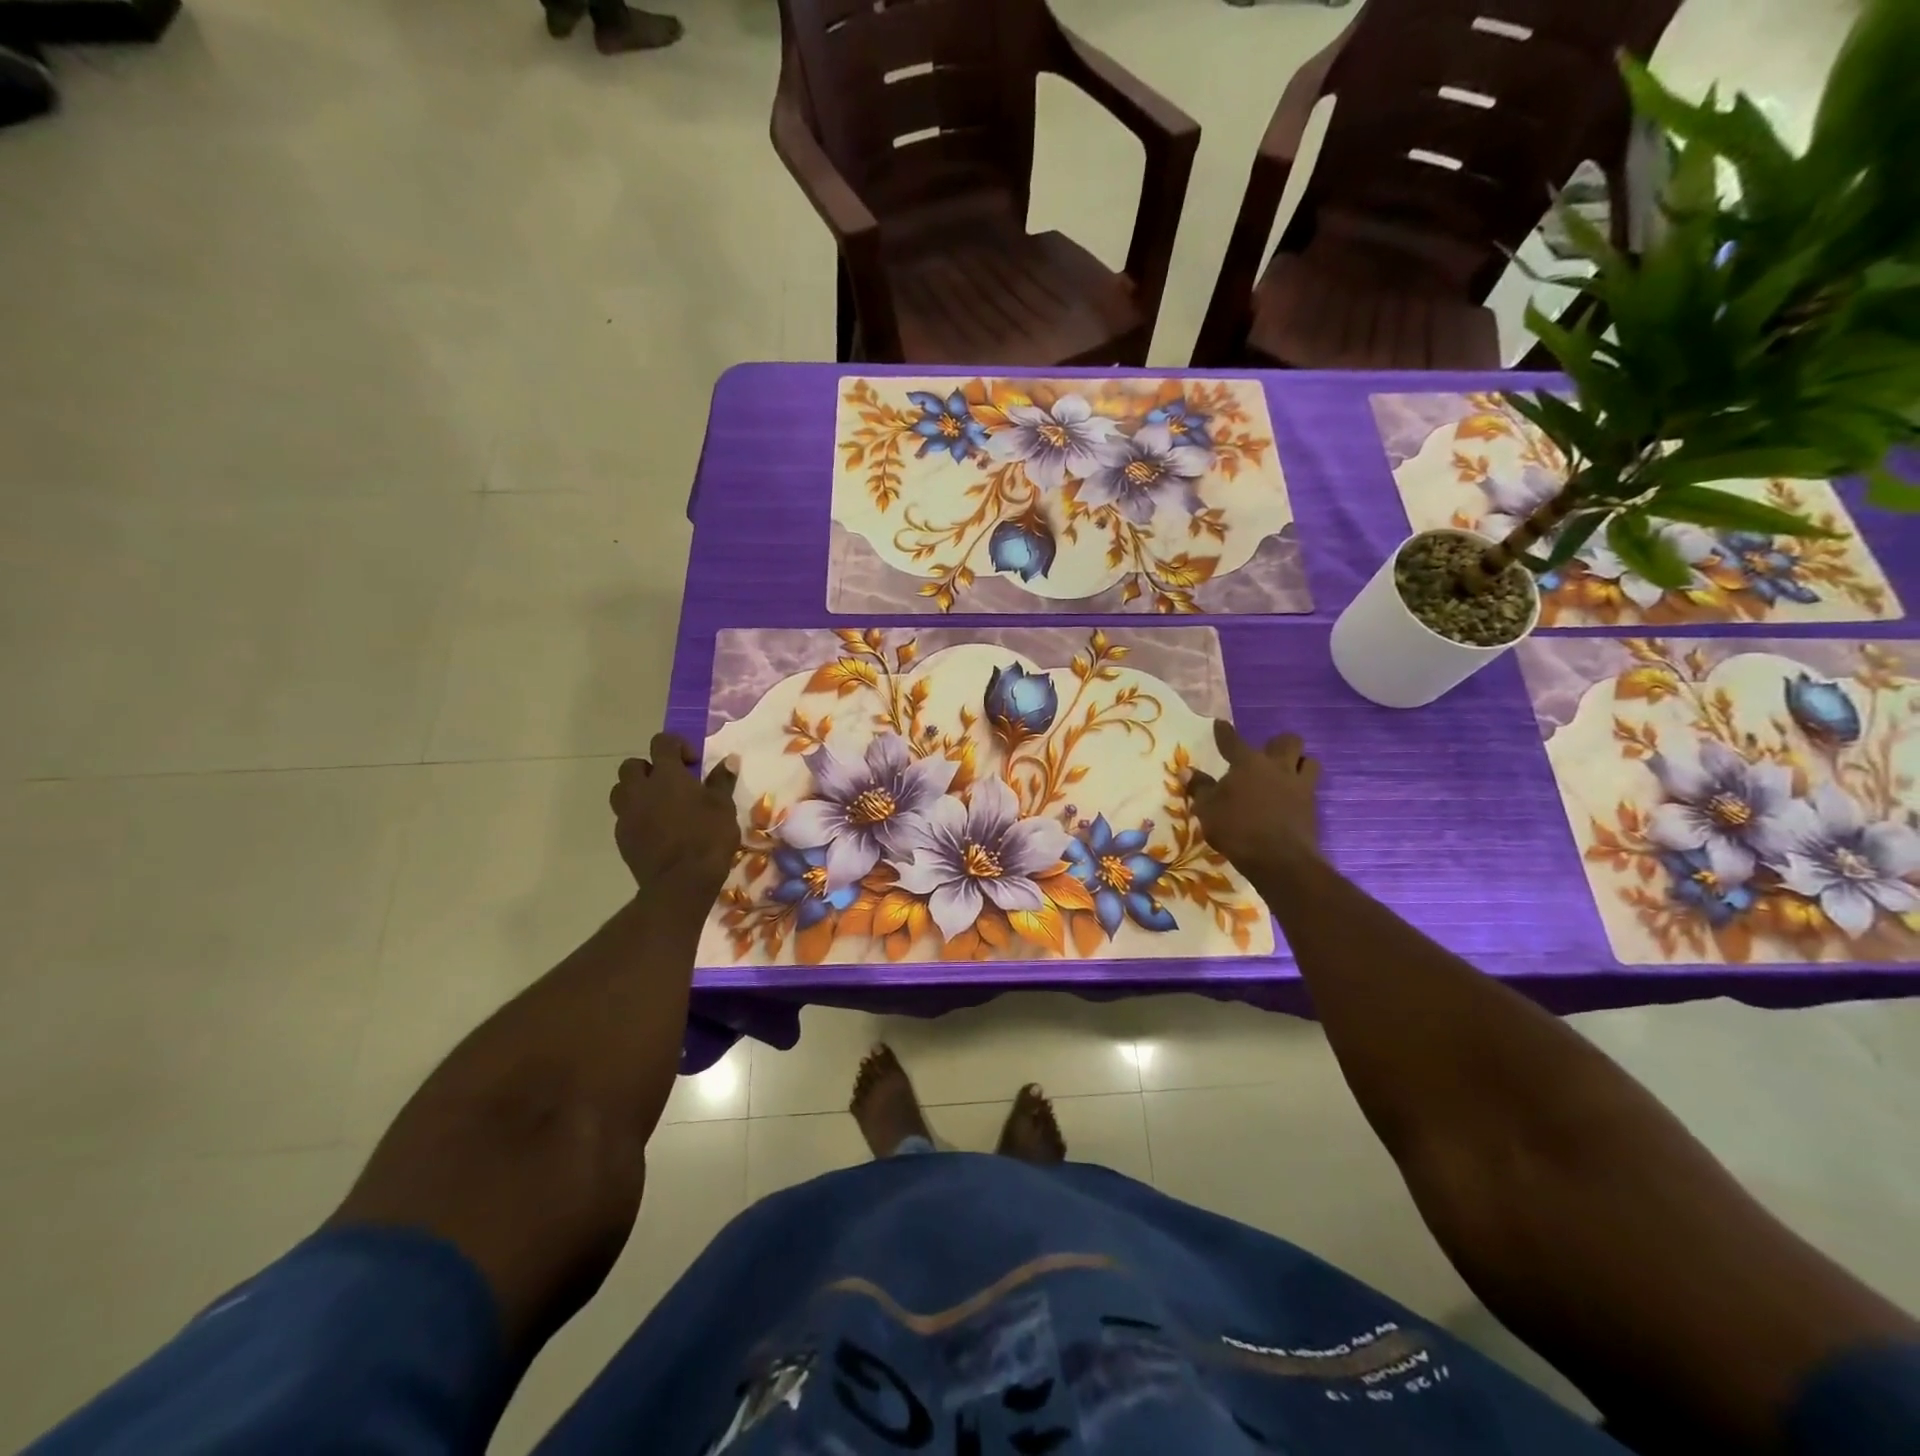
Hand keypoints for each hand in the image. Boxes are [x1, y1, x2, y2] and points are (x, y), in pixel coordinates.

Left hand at [609, 733, 740, 897]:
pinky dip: (637, 816)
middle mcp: (640, 789)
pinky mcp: (621, 837)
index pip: (662, 743)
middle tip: (672, 784)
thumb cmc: (707, 838)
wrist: (680, 883)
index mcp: (667, 776)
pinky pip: (624, 817)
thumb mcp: (723, 807)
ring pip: (621, 790)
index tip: (693, 763)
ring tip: (659, 804)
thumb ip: (722, 781)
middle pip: (632, 765)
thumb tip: (730, 760)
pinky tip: (657, 829)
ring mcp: (626, 814)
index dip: (677, 746)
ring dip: (637, 791)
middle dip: (650, 768)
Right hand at [1185, 720, 1320, 880]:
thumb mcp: (1208, 809)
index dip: (1224, 732)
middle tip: (1265, 756)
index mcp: (1248, 763)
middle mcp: (1277, 767)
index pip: (1233, 741)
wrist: (1279, 859)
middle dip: (1277, 744)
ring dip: (1298, 763)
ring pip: (1309, 761)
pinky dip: (1300, 789)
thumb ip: (1199, 788)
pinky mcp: (1311, 806)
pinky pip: (1310, 787)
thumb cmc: (1236, 829)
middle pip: (1287, 741)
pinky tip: (1290, 799)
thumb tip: (1186, 771)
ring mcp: (1298, 785)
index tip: (1220, 724)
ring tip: (1286, 774)